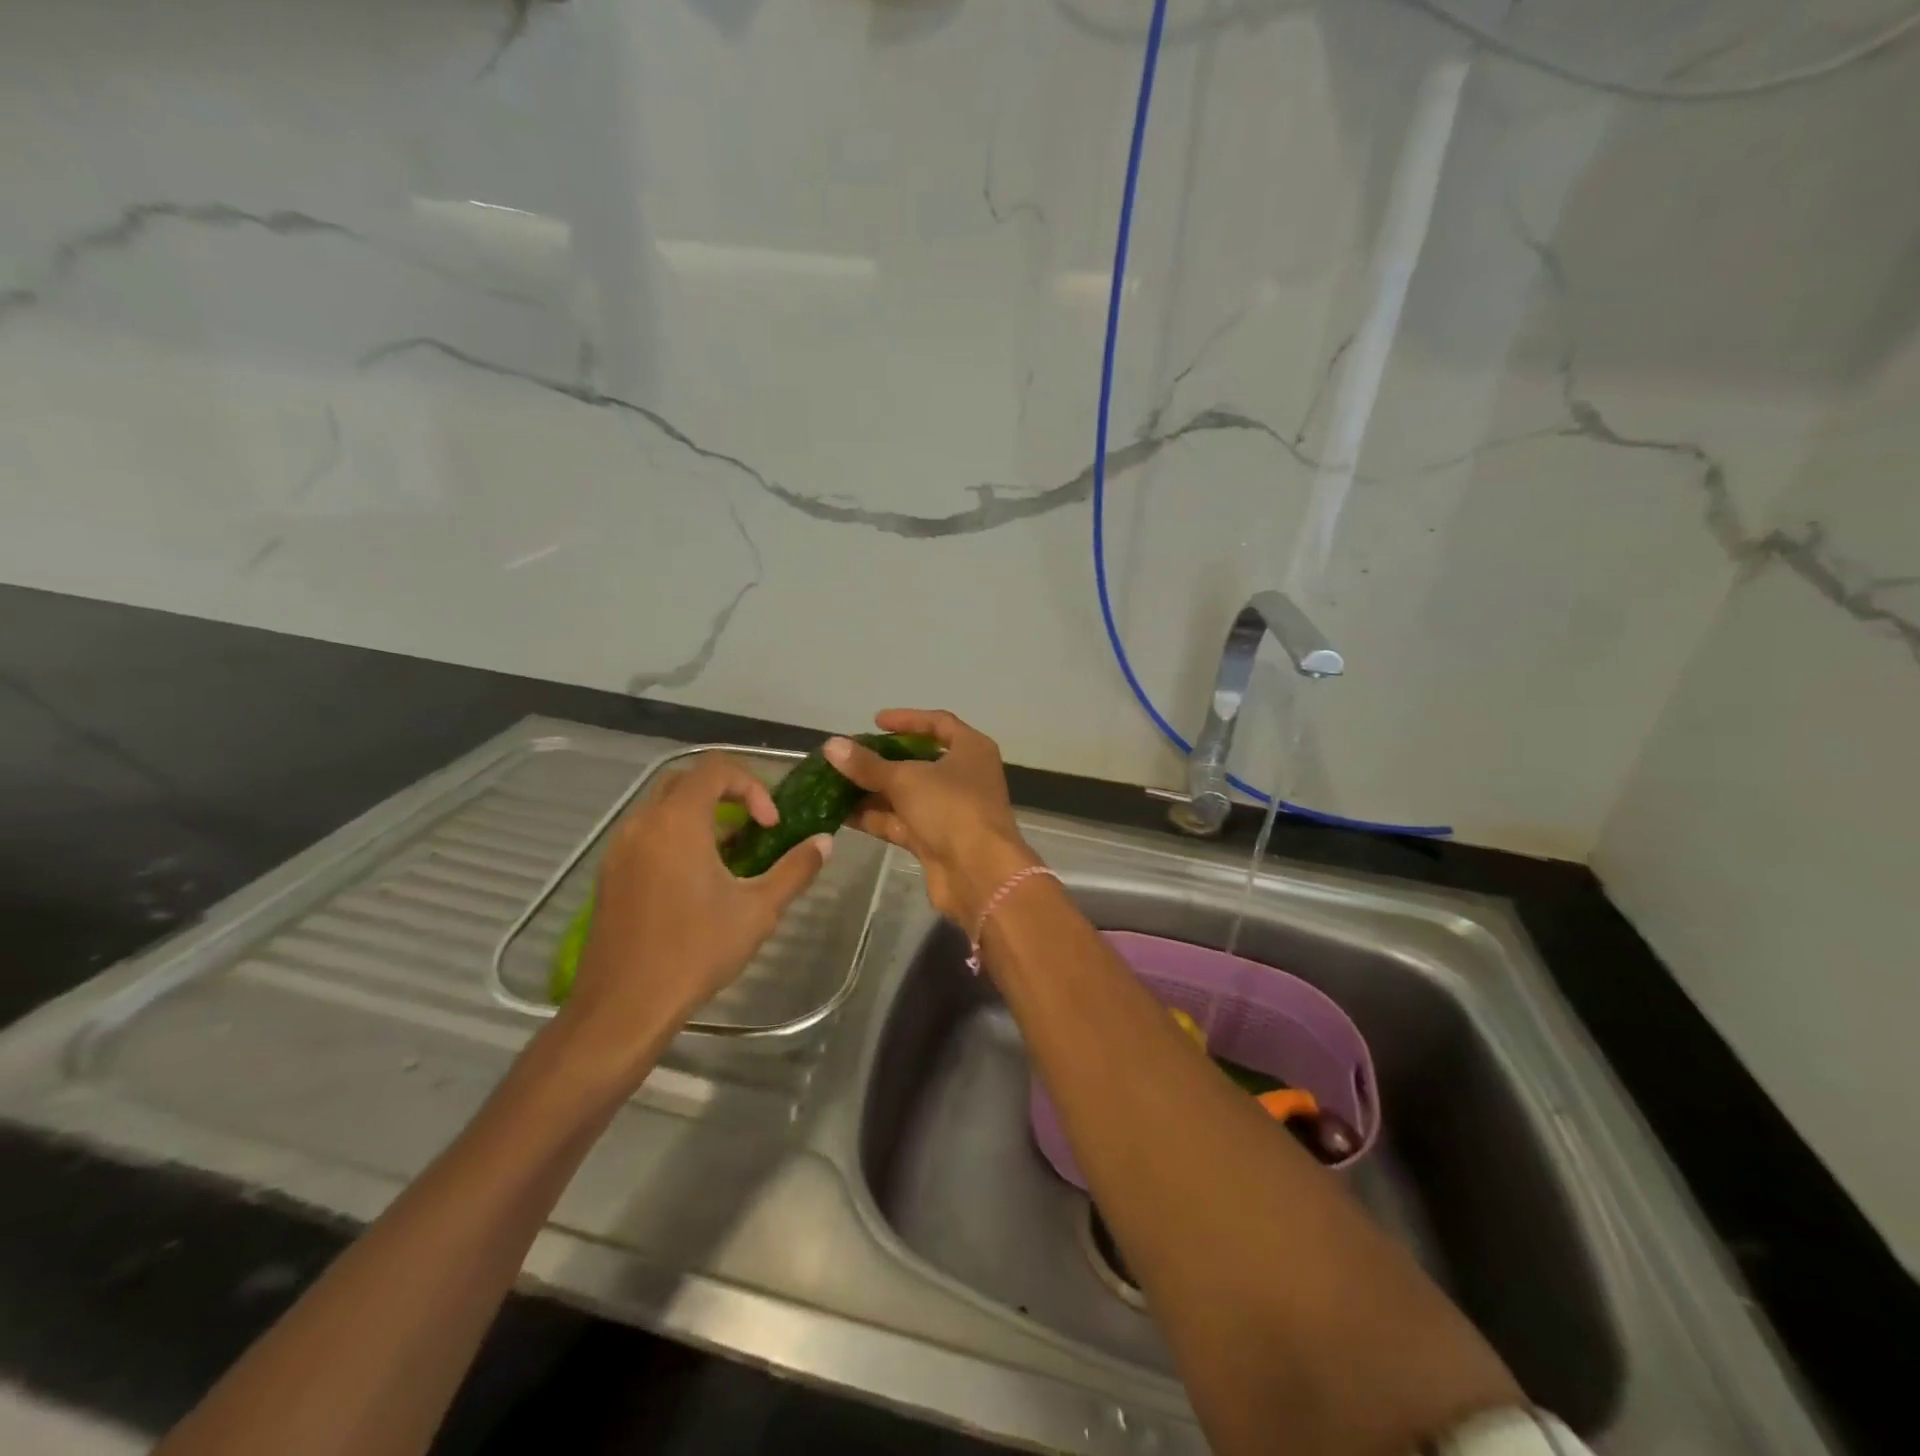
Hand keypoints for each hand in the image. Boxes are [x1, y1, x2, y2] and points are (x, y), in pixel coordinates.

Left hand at [562, 754, 830, 1061]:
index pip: (715, 768)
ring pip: (664, 807)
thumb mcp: (759, 910)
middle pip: (686, 779)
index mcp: (677, 822)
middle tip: (754, 825)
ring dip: (701, 815)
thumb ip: (795, 870)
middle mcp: (643, 823)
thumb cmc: (695, 951)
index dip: (752, 785)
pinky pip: (648, 832)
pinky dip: (678, 835)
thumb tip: (824, 842)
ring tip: (732, 855)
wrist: (624, 1006)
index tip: (770, 824)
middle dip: (726, 792)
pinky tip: (698, 879)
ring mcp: (620, 848)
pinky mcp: (611, 873)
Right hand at [825, 709, 1038, 925]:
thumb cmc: (951, 809)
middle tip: (848, 756)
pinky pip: (901, 821)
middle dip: (882, 760)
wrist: (978, 873)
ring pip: (906, 794)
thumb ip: (867, 764)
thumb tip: (832, 745)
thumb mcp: (906, 779)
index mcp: (971, 750)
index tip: (875, 721)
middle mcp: (964, 777)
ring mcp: (950, 810)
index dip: (907, 719)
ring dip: (872, 790)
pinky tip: (841, 813)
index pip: (939, 723)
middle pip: (919, 761)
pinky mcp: (935, 840)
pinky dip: (875, 817)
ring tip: (833, 783)